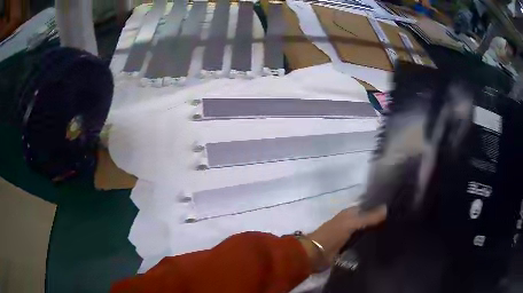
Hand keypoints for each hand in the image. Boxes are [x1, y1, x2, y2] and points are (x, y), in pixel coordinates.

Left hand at [299, 206, 386, 271]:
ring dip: (374, 233)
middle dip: (379, 222)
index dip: (379, 209)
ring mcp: (348, 235)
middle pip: (367, 220)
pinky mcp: (347, 247)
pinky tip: (380, 245)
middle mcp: (350, 222)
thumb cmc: (333, 235)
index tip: (394, 211)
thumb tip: (387, 208)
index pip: (368, 207)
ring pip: (365, 232)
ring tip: (391, 235)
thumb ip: (369, 217)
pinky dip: (368, 243)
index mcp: (349, 213)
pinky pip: (361, 243)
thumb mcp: (352, 223)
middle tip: (395, 224)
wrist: (316, 254)